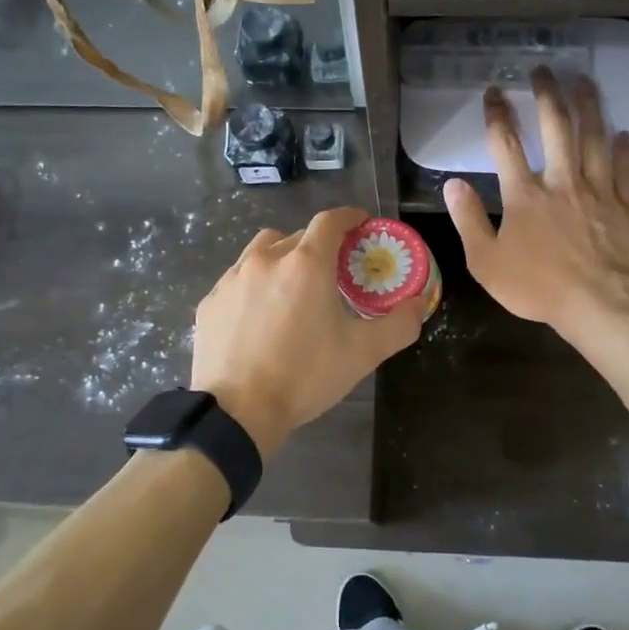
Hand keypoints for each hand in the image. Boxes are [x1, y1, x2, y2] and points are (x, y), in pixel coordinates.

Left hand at [191, 207, 426, 457]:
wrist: (238, 412)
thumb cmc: (305, 376)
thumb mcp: (363, 353)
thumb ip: (399, 324)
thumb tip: (418, 304)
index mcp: (306, 264)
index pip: (330, 221)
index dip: (349, 217)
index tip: (362, 224)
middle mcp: (266, 260)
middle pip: (297, 236)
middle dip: (318, 246)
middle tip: (333, 271)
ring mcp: (232, 279)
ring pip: (262, 252)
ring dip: (282, 259)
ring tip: (292, 288)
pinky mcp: (210, 302)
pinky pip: (237, 279)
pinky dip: (254, 285)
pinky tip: (259, 316)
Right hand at [444, 69, 628, 338]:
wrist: (596, 303)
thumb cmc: (536, 286)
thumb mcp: (485, 261)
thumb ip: (468, 220)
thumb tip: (452, 185)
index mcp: (524, 194)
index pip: (506, 144)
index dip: (497, 114)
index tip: (494, 92)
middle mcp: (561, 181)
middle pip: (556, 127)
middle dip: (547, 95)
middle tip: (544, 70)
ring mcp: (597, 190)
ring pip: (594, 138)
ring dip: (589, 107)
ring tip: (585, 82)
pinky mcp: (626, 205)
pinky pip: (626, 169)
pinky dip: (624, 149)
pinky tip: (623, 133)